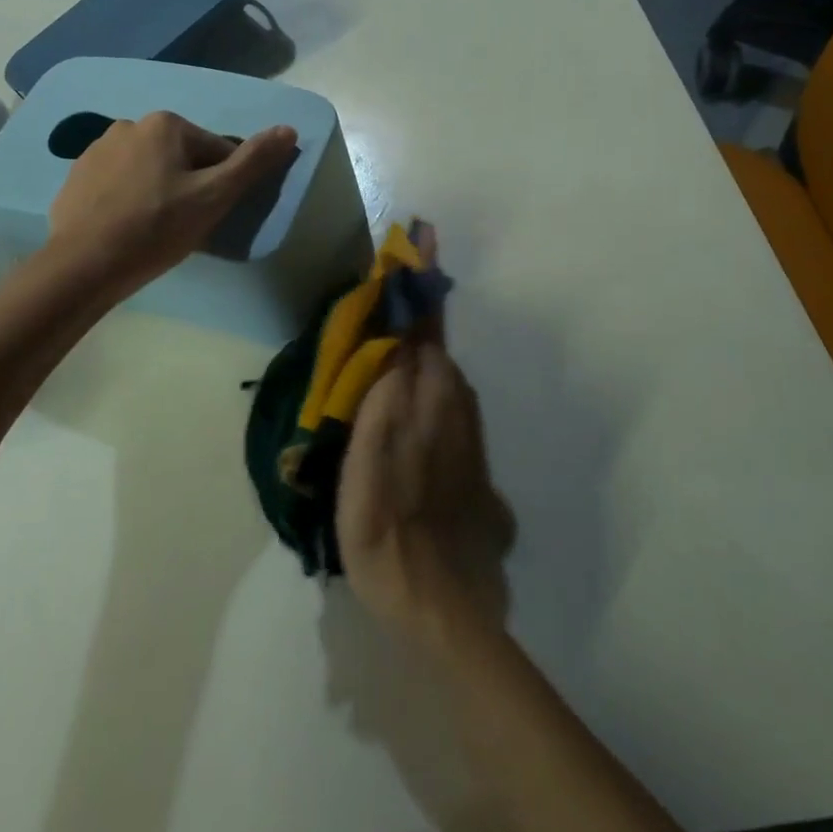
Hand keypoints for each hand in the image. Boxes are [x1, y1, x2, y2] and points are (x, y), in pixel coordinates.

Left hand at [46, 111, 296, 296]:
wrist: (83, 265)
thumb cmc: (156, 228)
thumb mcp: (214, 197)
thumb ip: (253, 162)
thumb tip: (288, 130)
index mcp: (165, 124)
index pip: (216, 150)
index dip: (222, 185)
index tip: (211, 215)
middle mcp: (129, 125)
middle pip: (182, 157)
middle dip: (190, 186)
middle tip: (185, 225)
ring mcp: (96, 150)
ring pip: (150, 170)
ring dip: (160, 191)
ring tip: (156, 230)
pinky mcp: (77, 177)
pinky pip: (119, 183)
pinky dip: (130, 200)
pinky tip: (128, 229)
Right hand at [337, 258, 514, 653]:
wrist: (439, 597)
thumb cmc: (388, 529)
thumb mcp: (367, 461)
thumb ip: (382, 395)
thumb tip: (396, 338)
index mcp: (428, 394)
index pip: (422, 321)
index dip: (417, 279)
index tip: (422, 233)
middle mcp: (452, 401)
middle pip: (434, 338)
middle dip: (419, 299)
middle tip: (402, 262)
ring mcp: (462, 428)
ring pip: (440, 364)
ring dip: (423, 330)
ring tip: (401, 307)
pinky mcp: (465, 452)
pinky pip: (443, 392)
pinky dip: (428, 367)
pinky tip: (412, 375)